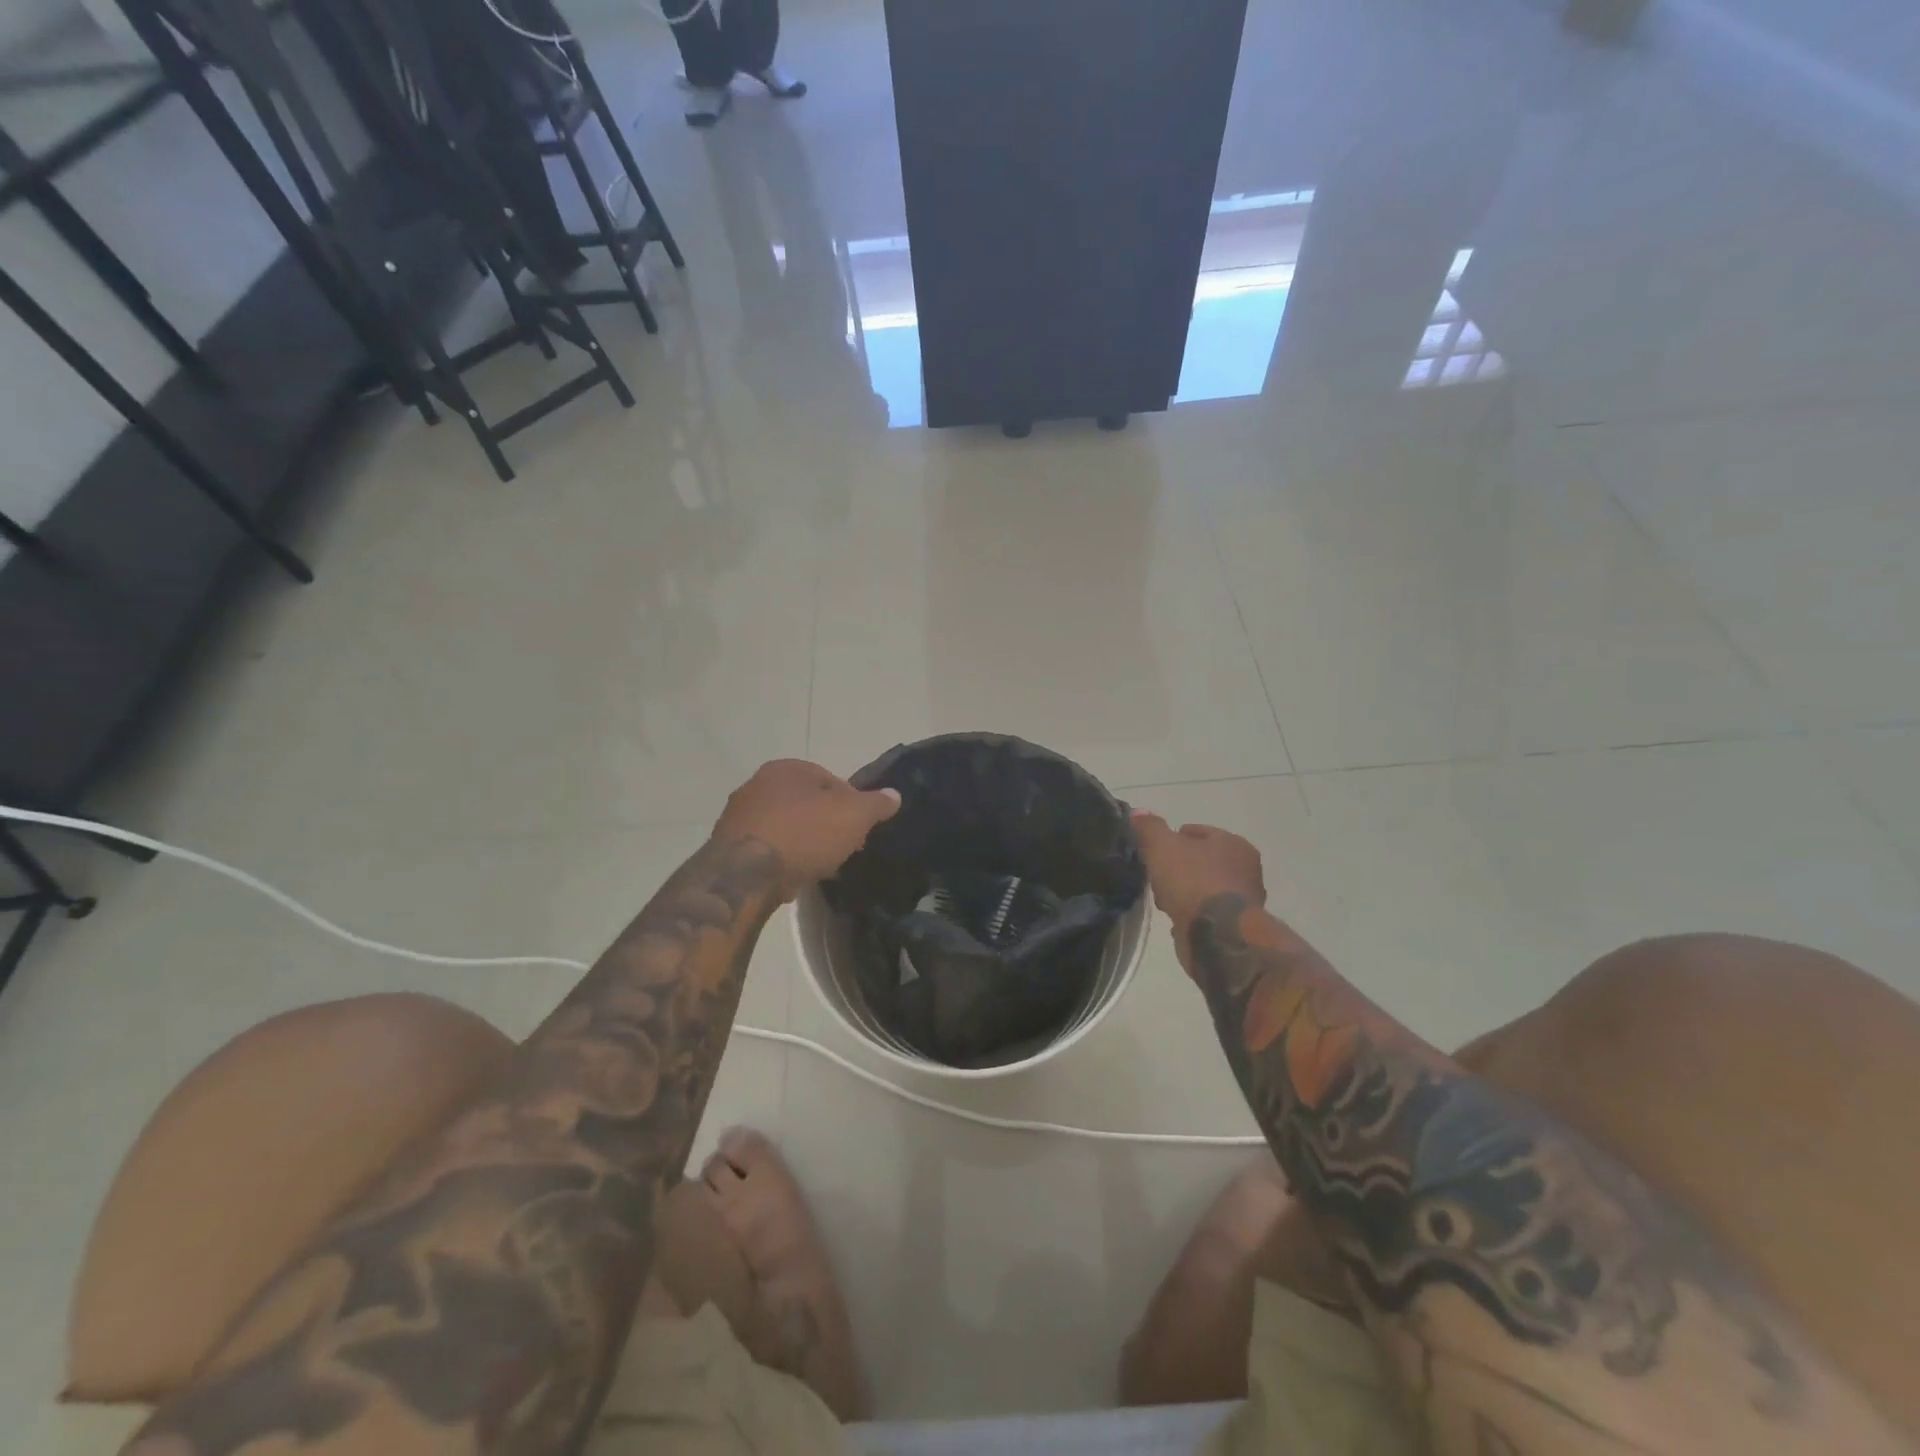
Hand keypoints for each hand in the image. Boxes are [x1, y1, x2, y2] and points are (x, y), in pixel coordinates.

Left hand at [713, 760, 900, 895]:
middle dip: (826, 823)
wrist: (745, 875)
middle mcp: (756, 784)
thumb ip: (876, 804)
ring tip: (820, 865)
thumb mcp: (853, 816)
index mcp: (786, 768)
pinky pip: (766, 848)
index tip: (860, 829)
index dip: (851, 803)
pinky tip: (794, 875)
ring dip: (803, 841)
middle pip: (805, 802)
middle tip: (844, 847)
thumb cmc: (804, 834)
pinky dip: (781, 858)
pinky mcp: (726, 846)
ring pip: (784, 826)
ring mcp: (737, 816)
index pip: (829, 779)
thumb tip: (894, 795)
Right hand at [1131, 810, 1265, 929]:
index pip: (1199, 832)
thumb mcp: (1162, 847)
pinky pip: (1207, 912)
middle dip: (1180, 867)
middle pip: (1203, 861)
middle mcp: (1246, 869)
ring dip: (1185, 891)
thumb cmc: (1193, 881)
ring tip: (1163, 899)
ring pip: (1204, 888)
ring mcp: (1244, 901)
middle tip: (1158, 874)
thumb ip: (1150, 828)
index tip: (1155, 850)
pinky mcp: (1236, 927)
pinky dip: (1192, 912)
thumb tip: (1138, 812)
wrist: (1217, 935)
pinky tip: (1176, 917)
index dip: (1174, 838)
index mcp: (1234, 844)